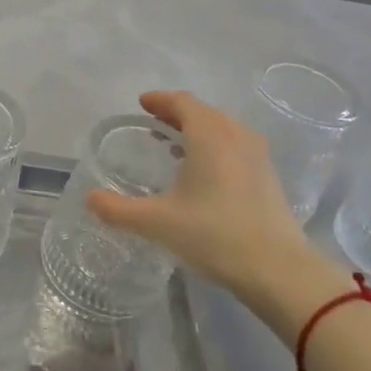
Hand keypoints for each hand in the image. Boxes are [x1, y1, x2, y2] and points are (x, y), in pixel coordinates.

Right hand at [86, 91, 350, 340]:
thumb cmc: (215, 236)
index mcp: (209, 136)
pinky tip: (205, 171)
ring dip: (199, 129)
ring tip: (177, 145)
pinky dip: (216, 145)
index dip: (161, 100)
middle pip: (204, 112)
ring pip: (224, 128)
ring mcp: (257, 156)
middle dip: (178, 113)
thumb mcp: (158, 223)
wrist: (280, 271)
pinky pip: (237, 145)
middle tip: (154, 122)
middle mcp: (235, 136)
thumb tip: (90, 199)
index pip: (183, 102)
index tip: (142, 103)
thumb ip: (119, 210)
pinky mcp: (268, 177)